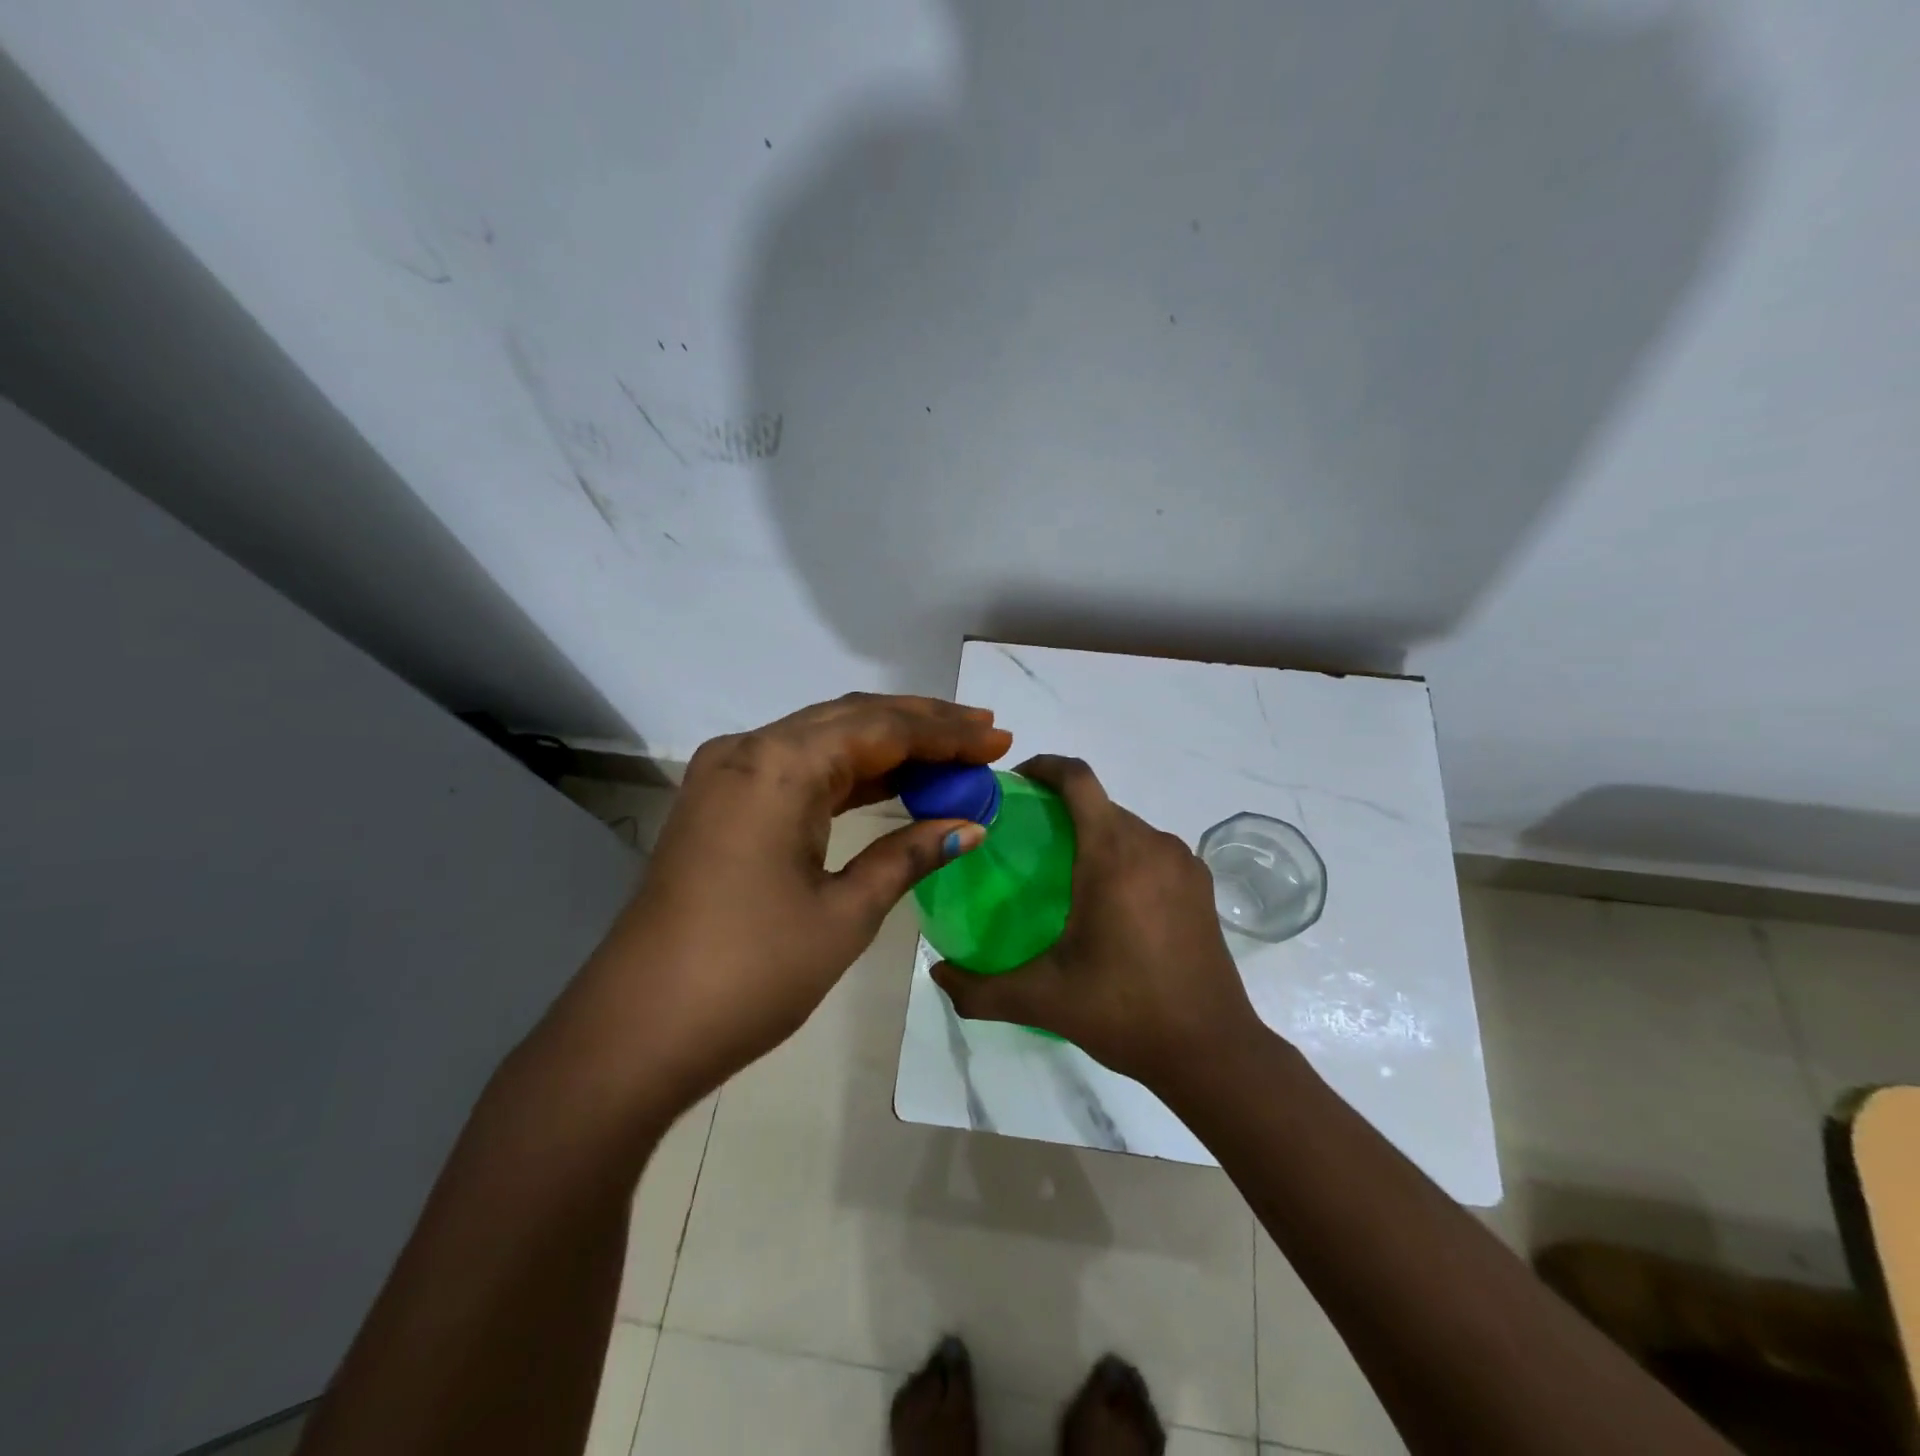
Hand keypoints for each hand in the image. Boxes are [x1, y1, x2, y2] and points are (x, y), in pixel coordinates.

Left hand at [587, 694, 1010, 1103]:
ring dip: (887, 746)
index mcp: (778, 765)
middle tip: (983, 734)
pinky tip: (891, 781)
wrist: (637, 1032)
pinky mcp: (720, 804)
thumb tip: (969, 825)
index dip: (945, 732)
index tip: (999, 739)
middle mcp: (748, 751)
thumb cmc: (750, 974)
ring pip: (823, 739)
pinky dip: (848, 773)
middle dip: (922, 726)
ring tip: (952, 753)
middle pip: (851, 719)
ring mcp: (727, 775)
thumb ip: (908, 856)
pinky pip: (797, 769)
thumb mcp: (844, 913)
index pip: (880, 728)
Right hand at [931, 755, 1264, 1089]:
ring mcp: (1183, 863)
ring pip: (1127, 826)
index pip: (1078, 779)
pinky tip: (1109, 900)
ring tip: (1063, 873)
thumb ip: (979, 988)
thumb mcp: (1042, 1000)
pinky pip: (1152, 850)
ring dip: (1094, 834)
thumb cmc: (1123, 1011)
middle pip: (1099, 803)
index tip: (1014, 783)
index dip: (1044, 766)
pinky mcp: (1201, 884)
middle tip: (1025, 843)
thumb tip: (936, 975)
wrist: (1211, 1050)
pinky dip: (1124, 855)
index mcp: (1113, 855)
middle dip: (1061, 809)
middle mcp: (1151, 844)